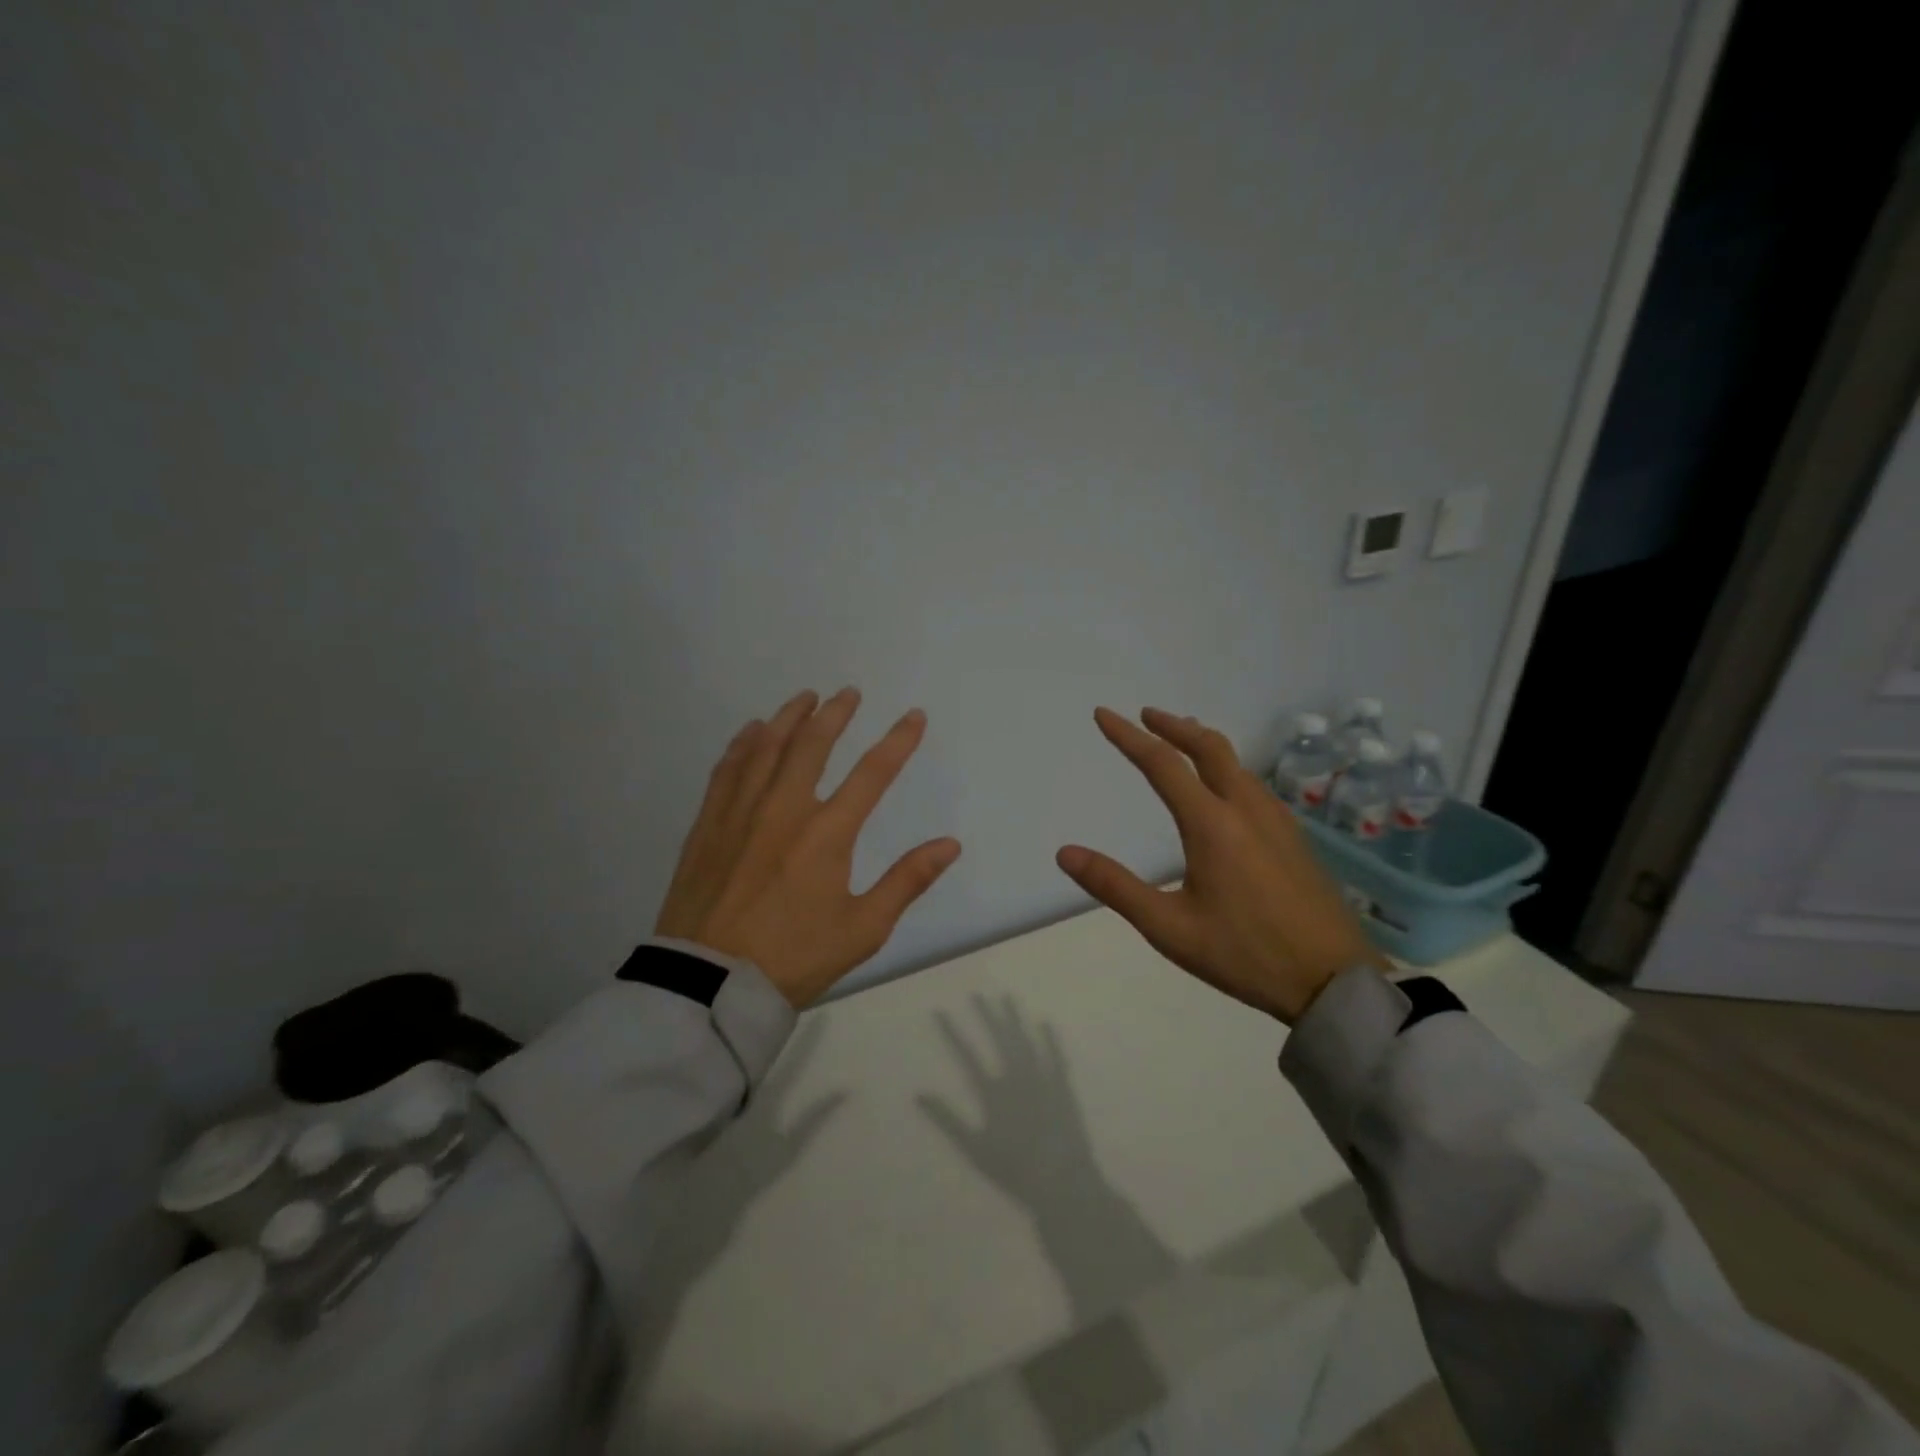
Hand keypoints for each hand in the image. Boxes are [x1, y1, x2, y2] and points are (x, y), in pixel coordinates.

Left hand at [655, 688, 961, 1007]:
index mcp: (826, 834)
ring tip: (805, 698)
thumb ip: (907, 881)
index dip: (897, 741)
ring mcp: (740, 813)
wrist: (710, 983)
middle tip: (848, 694)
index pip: (871, 774)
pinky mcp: (708, 825)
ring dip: (789, 718)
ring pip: (767, 748)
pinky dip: (743, 744)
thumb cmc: (794, 958)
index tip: (913, 716)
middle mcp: (783, 809)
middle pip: (812, 745)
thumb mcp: (863, 929)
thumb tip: (950, 844)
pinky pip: (727, 769)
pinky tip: (752, 731)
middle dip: (835, 714)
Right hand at [1056, 707, 1390, 1023]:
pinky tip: (1225, 790)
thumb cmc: (1245, 954)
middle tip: (1146, 715)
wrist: (1334, 980)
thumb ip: (1115, 887)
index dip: (1128, 736)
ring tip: (1182, 741)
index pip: (1162, 764)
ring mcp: (1277, 820)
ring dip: (1203, 743)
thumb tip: (1065, 853)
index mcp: (1211, 823)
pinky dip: (1227, 767)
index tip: (1104, 714)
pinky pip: (1253, 784)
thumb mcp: (1169, 928)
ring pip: (1236, 763)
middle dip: (1174, 725)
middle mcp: (1246, 808)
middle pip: (1208, 747)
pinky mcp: (1295, 838)